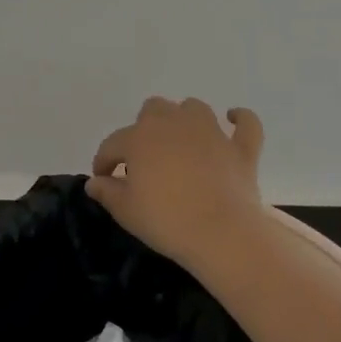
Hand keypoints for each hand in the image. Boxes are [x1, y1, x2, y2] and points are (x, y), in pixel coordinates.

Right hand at [87, 97, 267, 269]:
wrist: (222, 233)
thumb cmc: (167, 221)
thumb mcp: (126, 211)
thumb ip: (107, 192)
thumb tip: (94, 182)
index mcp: (139, 138)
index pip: (112, 144)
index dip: (104, 161)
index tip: (103, 178)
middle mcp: (173, 124)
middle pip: (153, 109)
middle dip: (145, 128)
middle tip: (145, 157)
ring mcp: (210, 132)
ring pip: (193, 108)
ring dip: (184, 118)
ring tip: (181, 139)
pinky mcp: (240, 148)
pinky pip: (246, 123)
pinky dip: (240, 119)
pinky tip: (233, 119)